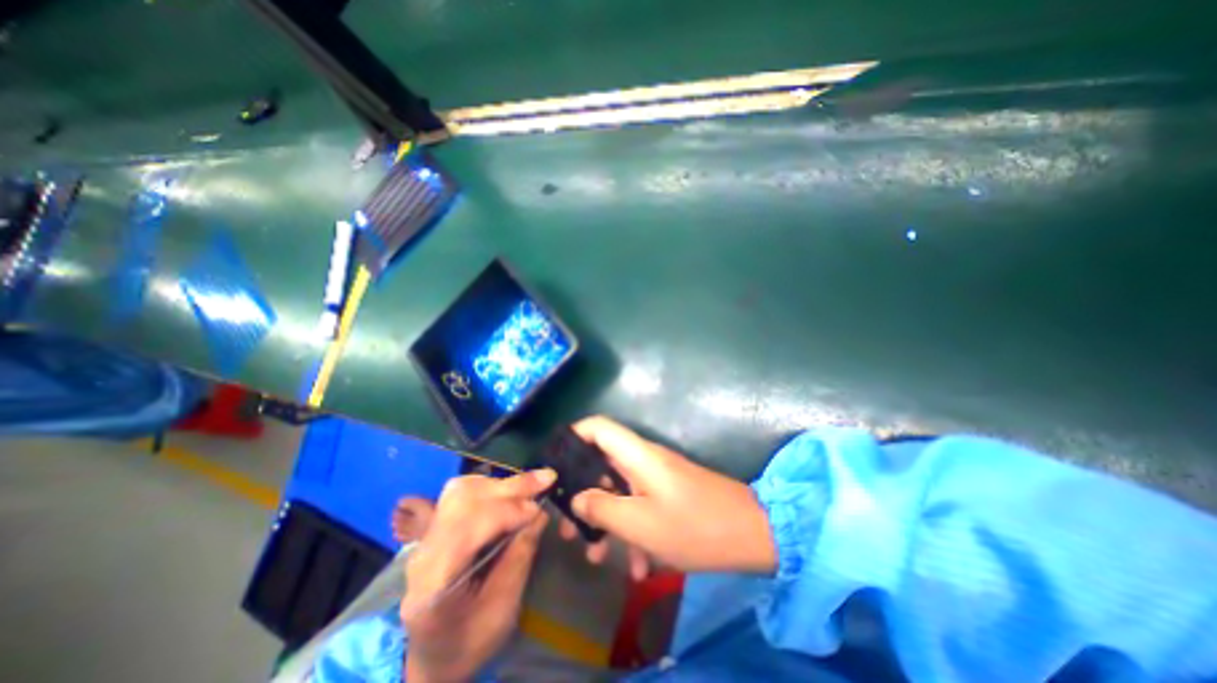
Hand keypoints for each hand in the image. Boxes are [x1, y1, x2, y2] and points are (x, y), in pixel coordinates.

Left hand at [401, 468, 555, 682]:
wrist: (434, 657)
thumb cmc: (470, 642)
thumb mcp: (502, 610)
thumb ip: (519, 558)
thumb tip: (540, 512)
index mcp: (433, 583)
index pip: (468, 527)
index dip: (507, 511)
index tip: (539, 508)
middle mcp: (424, 551)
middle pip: (464, 500)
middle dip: (509, 487)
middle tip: (546, 478)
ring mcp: (426, 536)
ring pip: (461, 490)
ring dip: (500, 484)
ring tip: (529, 487)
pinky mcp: (436, 527)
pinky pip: (462, 494)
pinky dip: (490, 487)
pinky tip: (509, 493)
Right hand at [564, 415, 778, 580]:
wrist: (752, 535)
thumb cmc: (694, 526)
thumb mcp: (641, 523)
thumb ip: (602, 508)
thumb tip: (577, 499)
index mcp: (637, 455)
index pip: (598, 427)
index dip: (574, 435)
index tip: (556, 462)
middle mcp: (644, 460)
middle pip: (602, 463)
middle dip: (583, 494)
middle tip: (568, 527)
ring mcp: (657, 478)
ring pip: (620, 490)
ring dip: (607, 520)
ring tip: (595, 556)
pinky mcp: (668, 495)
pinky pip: (640, 506)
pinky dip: (633, 531)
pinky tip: (638, 568)